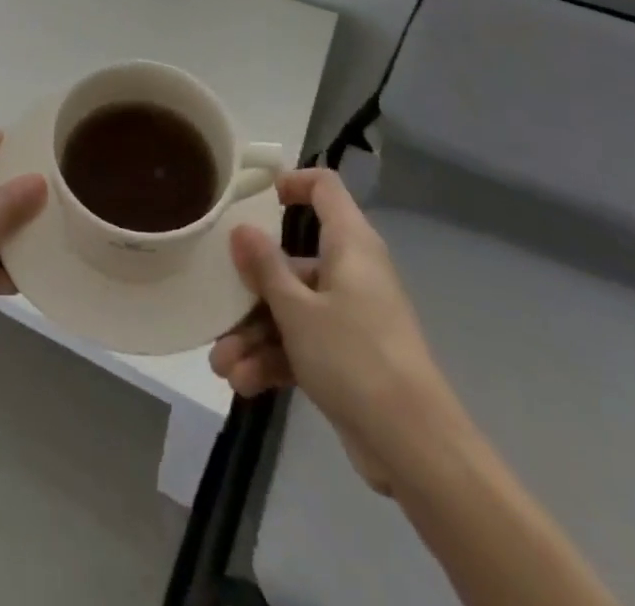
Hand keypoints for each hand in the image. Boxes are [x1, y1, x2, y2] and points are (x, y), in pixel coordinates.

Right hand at [209, 169, 456, 494]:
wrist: (417, 451)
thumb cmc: (355, 358)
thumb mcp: (297, 310)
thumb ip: (265, 267)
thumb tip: (242, 227)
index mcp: (349, 245)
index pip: (325, 188)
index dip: (292, 183)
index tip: (254, 197)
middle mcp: (351, 272)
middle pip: (292, 261)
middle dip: (250, 290)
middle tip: (217, 307)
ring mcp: (350, 317)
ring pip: (292, 309)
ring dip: (254, 335)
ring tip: (222, 366)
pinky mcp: (348, 358)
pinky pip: (303, 344)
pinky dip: (274, 360)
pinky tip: (243, 383)